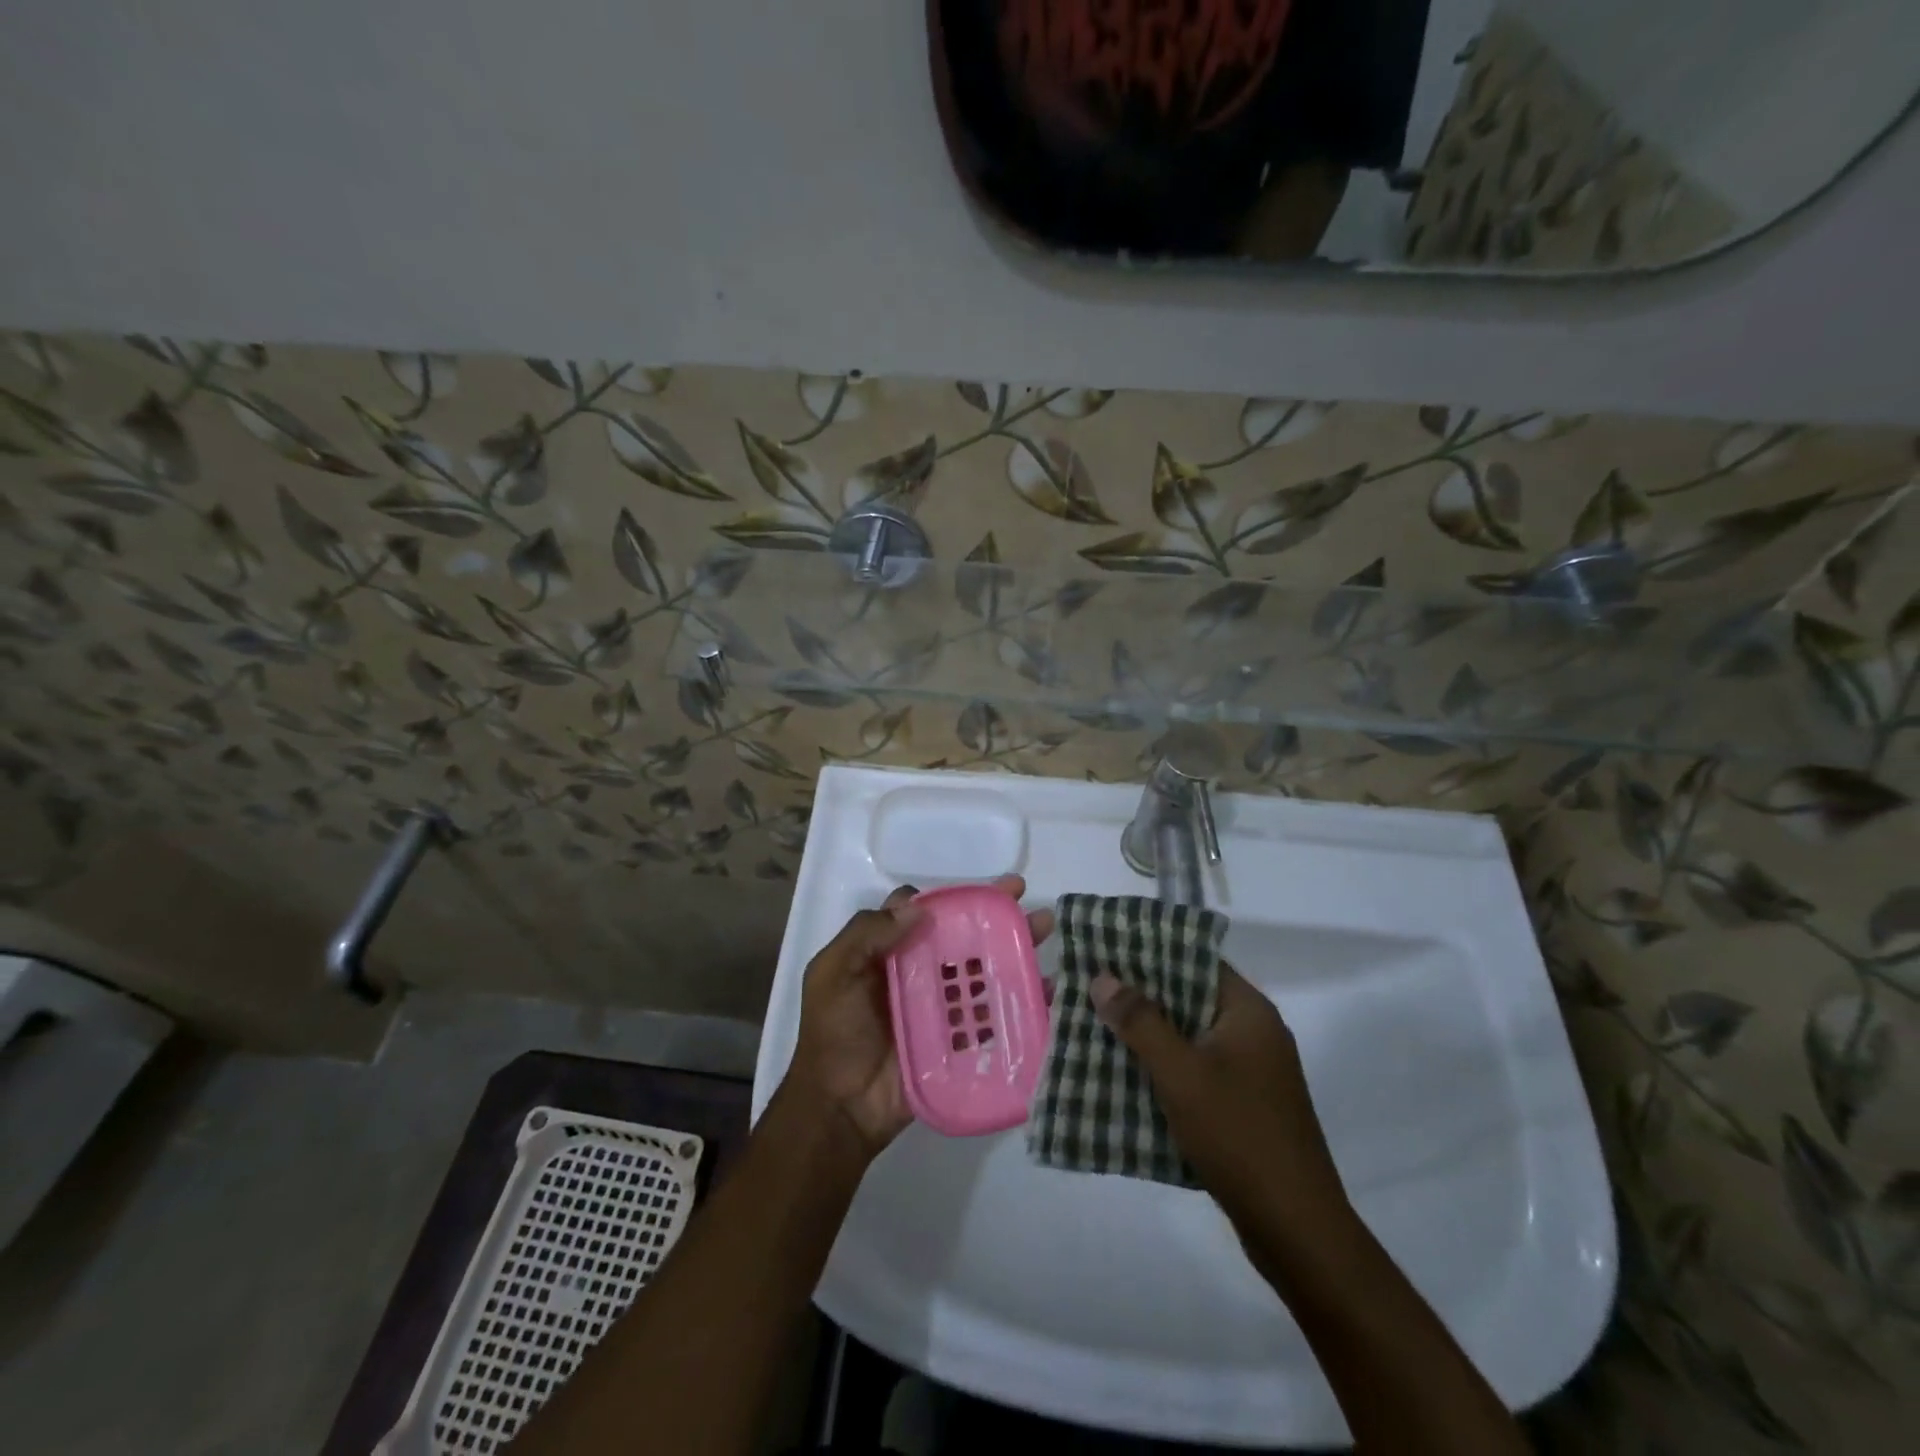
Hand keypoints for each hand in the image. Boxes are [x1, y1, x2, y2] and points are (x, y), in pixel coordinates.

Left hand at [785, 876, 1055, 1159]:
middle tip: (1024, 897)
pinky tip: (1046, 987)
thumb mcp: (832, 973)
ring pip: (982, 969)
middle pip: (961, 936)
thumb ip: (867, 934)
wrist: (841, 1109)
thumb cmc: (834, 1034)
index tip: (981, 890)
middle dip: (995, 914)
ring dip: (1014, 947)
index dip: (950, 898)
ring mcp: (941, 1007)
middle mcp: (918, 972)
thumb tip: (918, 908)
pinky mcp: (959, 1039)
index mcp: (887, 952)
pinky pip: (992, 1014)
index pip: (923, 913)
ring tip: (1046, 929)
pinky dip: (1020, 999)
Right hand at [1090, 964, 1354, 1267]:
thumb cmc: (1238, 1135)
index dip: (1150, 951)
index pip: (1195, 960)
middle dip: (1139, 995)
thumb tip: (1103, 977)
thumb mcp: (1181, 1073)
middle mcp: (1253, 1032)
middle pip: (1189, 997)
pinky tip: (1124, 1073)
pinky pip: (1195, 1069)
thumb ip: (1141, 1022)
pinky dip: (1163, 1066)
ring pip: (1189, 1036)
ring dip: (1147, 1033)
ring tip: (1094, 1025)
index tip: (1105, 948)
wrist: (1296, 1230)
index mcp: (1248, 1011)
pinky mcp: (1243, 1104)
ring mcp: (1251, 1071)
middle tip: (1088, 987)